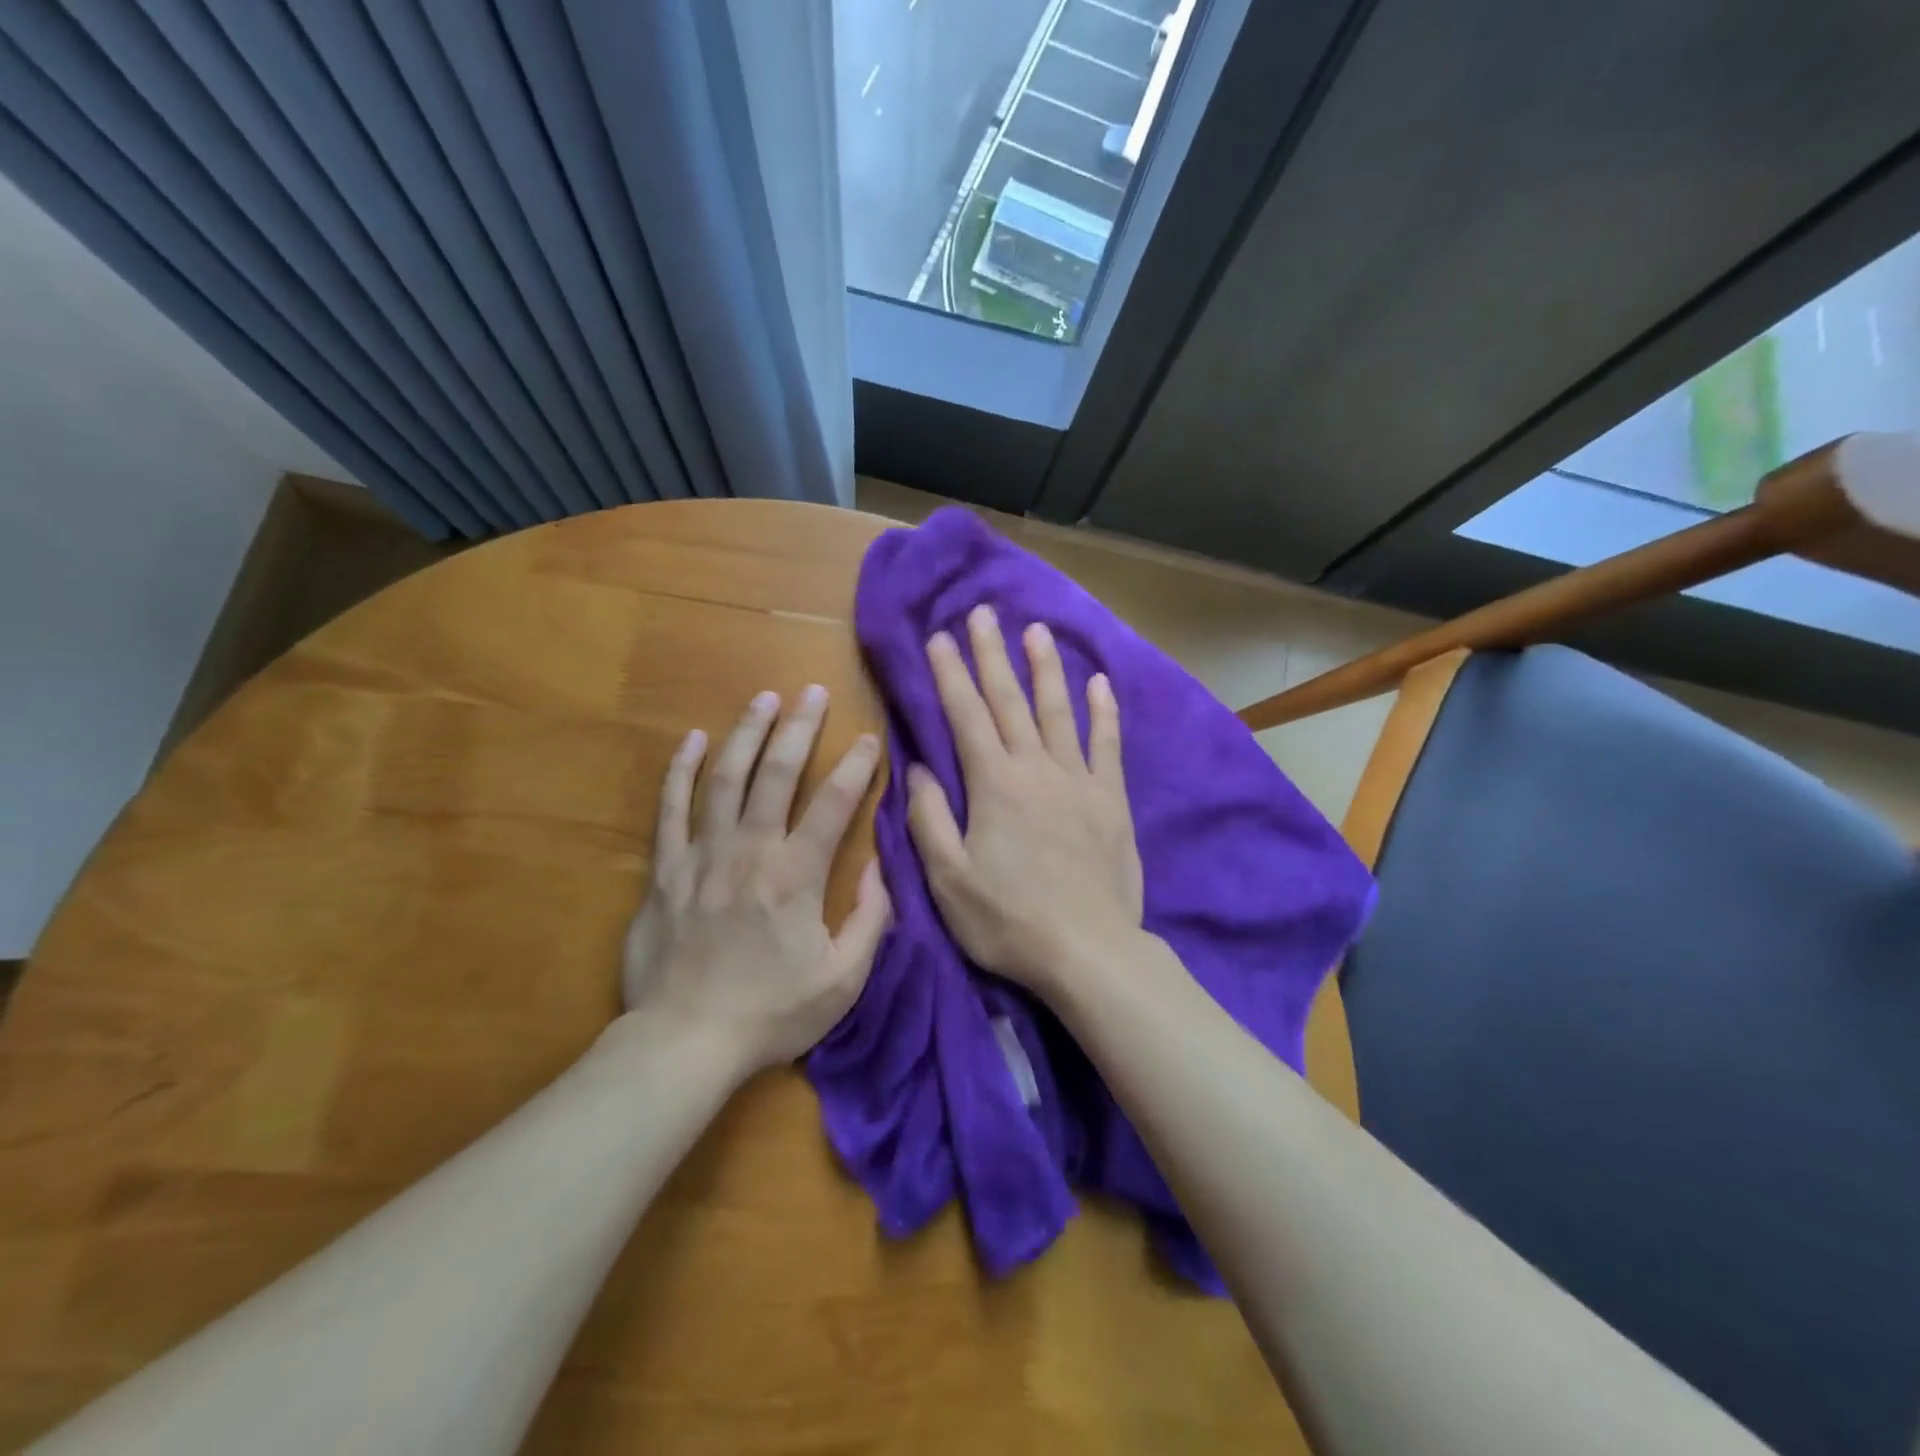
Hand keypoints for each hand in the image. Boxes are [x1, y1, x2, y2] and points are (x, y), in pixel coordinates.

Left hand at [622, 686, 890, 1072]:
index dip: (856, 766)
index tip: (869, 738)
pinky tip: (693, 739)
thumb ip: (871, 919)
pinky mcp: (665, 870)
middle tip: (813, 691)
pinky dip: (681, 770)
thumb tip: (881, 867)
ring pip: (725, 778)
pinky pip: (671, 809)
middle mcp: (750, 851)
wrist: (685, 1042)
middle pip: (776, 774)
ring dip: (746, 733)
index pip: (834, 804)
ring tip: (764, 698)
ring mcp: (702, 855)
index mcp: (796, 876)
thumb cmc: (771, 1013)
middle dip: (799, 728)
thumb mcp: (843, 980)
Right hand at [906, 606, 1143, 999]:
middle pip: (1010, 701)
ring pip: (1059, 711)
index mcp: (993, 784)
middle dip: (992, 654)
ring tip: (1036, 630)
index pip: (966, 715)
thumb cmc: (1008, 920)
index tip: (938, 637)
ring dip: (1045, 668)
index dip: (950, 674)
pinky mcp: (1111, 799)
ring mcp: (1079, 780)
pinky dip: (1104, 711)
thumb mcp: (948, 878)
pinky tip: (1100, 682)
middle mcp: (1036, 768)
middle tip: (982, 614)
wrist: (1088, 950)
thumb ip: (929, 818)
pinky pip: (1108, 744)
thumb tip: (918, 767)